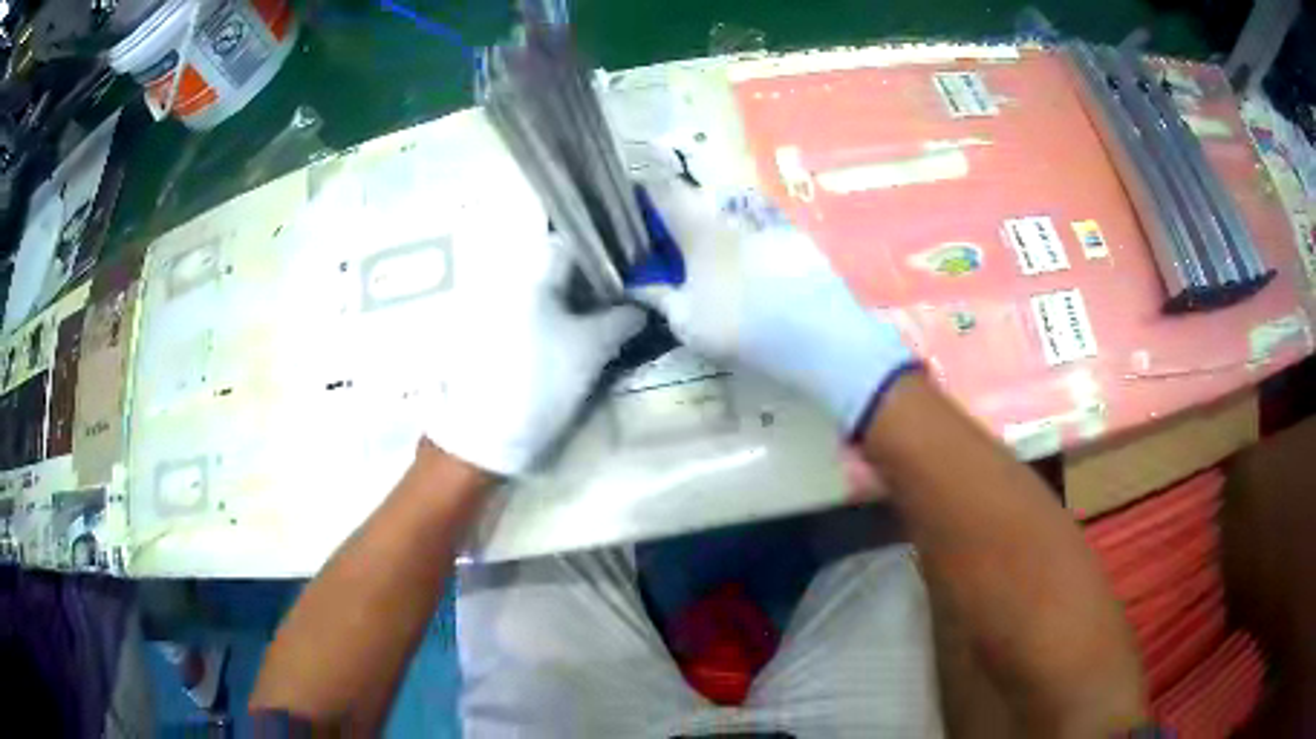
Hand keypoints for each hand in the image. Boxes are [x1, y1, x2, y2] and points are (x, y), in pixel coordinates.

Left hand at [430, 232, 642, 474]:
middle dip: (592, 281)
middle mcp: (508, 282)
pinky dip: (554, 320)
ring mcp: (494, 309)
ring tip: (602, 324)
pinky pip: (530, 314)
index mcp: (530, 276)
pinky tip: (571, 341)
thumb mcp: (591, 350)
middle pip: (558, 269)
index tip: (630, 272)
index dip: (604, 254)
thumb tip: (645, 305)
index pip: (572, 244)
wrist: (486, 434)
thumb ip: (623, 319)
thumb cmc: (541, 381)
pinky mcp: (489, 336)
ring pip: (545, 294)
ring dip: (574, 303)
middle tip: (622, 301)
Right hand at [640, 183, 916, 433]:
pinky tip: (756, 272)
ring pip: (734, 212)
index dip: (646, 196)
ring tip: (718, 262)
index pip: (663, 191)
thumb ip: (657, 296)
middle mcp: (734, 212)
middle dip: (685, 217)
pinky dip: (752, 241)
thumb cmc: (738, 326)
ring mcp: (770, 221)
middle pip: (701, 199)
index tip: (637, 213)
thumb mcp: (686, 321)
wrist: (817, 337)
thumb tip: (633, 284)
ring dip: (721, 227)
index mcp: (699, 226)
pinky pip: (764, 229)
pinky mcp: (799, 237)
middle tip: (677, 247)